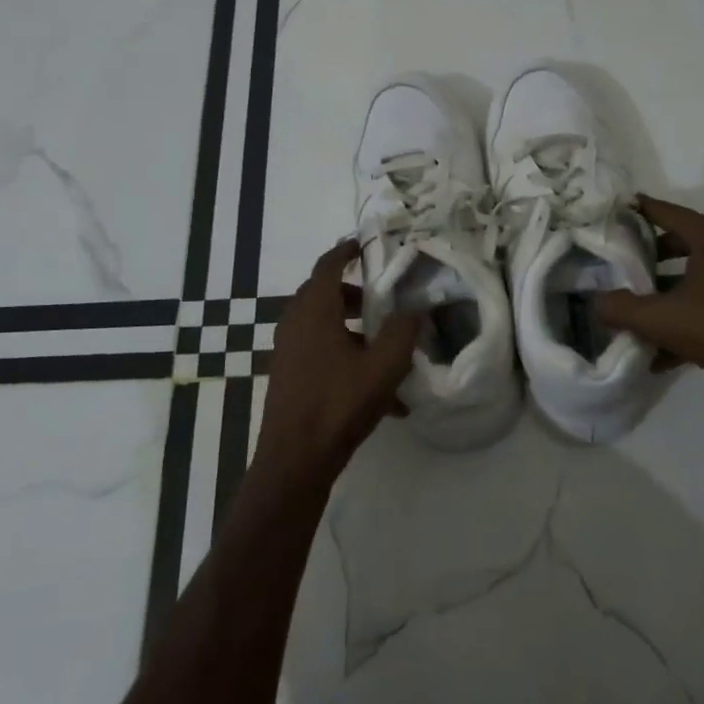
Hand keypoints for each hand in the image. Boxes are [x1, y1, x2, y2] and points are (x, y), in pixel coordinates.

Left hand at [254, 240, 421, 484]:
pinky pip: (320, 353)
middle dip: (355, 294)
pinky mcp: (289, 375)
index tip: (365, 244)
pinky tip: (380, 396)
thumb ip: (403, 331)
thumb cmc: (339, 403)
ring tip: (387, 350)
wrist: (295, 459)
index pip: (328, 264)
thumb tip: (415, 309)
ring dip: (352, 329)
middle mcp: (295, 323)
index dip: (346, 250)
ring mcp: (288, 351)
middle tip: (384, 300)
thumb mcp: (383, 367)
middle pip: (324, 294)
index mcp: (314, 310)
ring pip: (323, 326)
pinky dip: (345, 358)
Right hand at [594, 196, 703, 410]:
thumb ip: (620, 308)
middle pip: (683, 239)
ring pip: (700, 270)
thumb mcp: (661, 320)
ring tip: (644, 307)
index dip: (636, 210)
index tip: (613, 211)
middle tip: (624, 263)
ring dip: (672, 286)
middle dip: (652, 253)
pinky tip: (670, 349)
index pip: (665, 210)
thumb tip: (594, 302)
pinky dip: (693, 311)